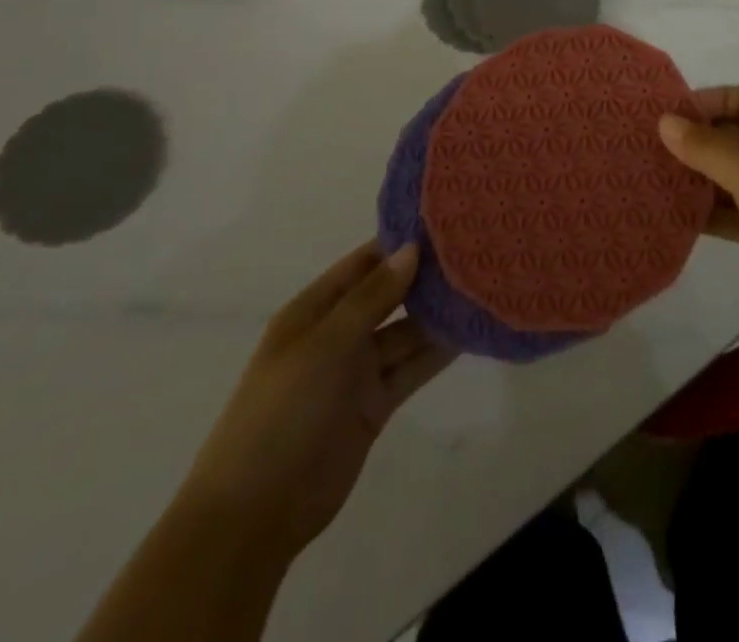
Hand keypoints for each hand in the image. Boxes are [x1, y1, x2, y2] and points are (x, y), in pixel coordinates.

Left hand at [177, 242, 453, 559]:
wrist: (255, 514)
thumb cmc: (282, 412)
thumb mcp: (325, 345)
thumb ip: (372, 297)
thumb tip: (412, 249)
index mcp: (314, 310)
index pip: (364, 263)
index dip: (399, 243)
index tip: (445, 223)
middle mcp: (338, 334)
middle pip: (389, 296)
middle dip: (426, 277)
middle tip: (476, 252)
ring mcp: (357, 371)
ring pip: (406, 332)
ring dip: (438, 315)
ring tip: (484, 288)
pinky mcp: (375, 405)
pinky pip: (412, 368)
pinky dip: (438, 353)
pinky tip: (471, 333)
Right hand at [659, 86, 738, 346]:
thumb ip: (709, 148)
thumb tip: (665, 121)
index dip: (708, 100)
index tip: (667, 116)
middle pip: (733, 135)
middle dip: (694, 139)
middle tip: (647, 147)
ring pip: (728, 175)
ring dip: (695, 176)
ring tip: (650, 178)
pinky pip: (730, 211)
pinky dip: (705, 211)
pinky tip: (671, 216)